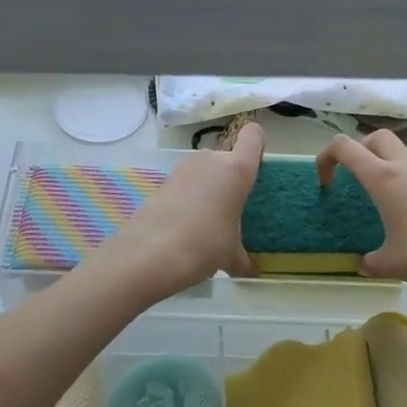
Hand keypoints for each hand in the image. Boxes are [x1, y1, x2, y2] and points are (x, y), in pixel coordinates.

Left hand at [91, 122, 264, 301]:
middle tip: (231, 209)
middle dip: (229, 179)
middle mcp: (210, 160)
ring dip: (207, 189)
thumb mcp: (230, 255)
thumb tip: (249, 270)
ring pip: (204, 171)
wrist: (149, 253)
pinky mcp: (162, 181)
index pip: (253, 136)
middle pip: (226, 158)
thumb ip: (243, 258)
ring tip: (207, 222)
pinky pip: (185, 184)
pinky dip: (188, 199)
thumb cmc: (204, 245)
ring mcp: (183, 168)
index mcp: (236, 170)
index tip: (257, 167)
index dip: (257, 145)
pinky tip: (185, 226)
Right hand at [317, 130, 406, 300]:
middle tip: (356, 179)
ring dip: (388, 170)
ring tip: (386, 207)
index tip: (325, 182)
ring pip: (403, 157)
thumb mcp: (391, 263)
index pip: (344, 147)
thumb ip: (372, 261)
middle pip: (377, 138)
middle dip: (360, 151)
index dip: (326, 158)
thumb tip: (366, 264)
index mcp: (384, 178)